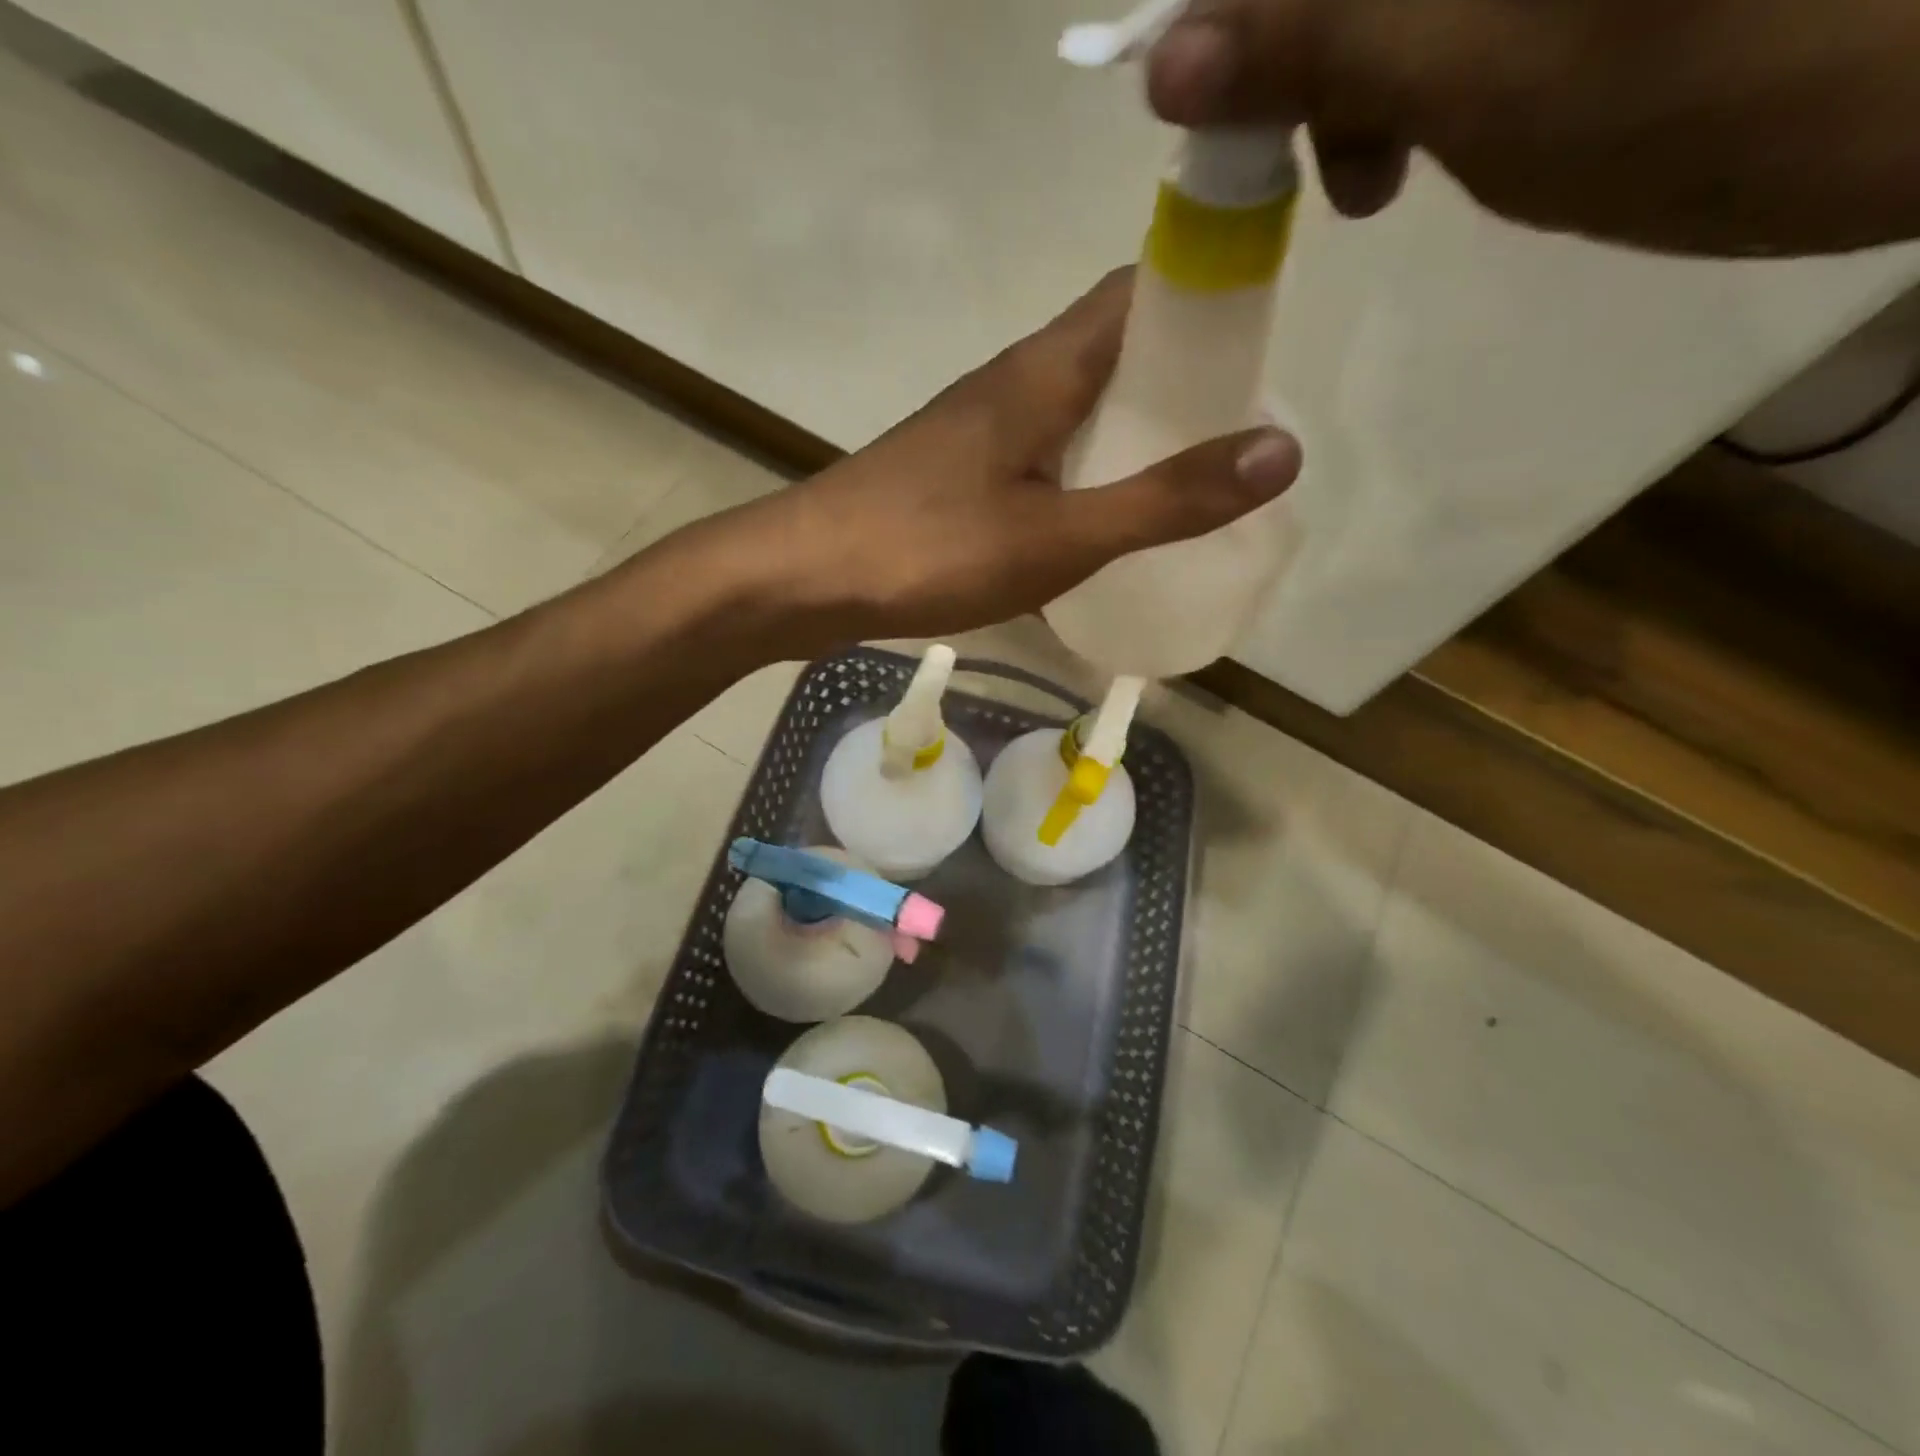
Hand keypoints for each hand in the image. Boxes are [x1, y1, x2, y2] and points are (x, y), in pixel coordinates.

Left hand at [674, 269, 1300, 655]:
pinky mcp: (957, 474)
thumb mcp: (1059, 535)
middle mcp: (1013, 383)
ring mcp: (979, 430)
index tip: (1260, 359)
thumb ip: (1163, 499)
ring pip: (1075, 410)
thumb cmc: (931, 549)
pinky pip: (1040, 456)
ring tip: (1184, 486)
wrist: (807, 578)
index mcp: (1044, 370)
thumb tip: (1281, 451)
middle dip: (1178, 387)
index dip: (1207, 307)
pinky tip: (1098, 524)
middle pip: (1115, 354)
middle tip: (1234, 444)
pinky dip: (1081, 477)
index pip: (1143, 293)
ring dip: (1129, 437)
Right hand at [1147, 0, 1919, 254]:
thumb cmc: (1744, 83)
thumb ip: (1319, 49)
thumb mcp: (1490, 80)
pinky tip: (1433, 121)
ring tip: (1376, 174)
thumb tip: (1164, 61)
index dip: (1234, 16)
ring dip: (1354, 68)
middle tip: (1323, 166)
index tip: (1215, 108)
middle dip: (1303, 51)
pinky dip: (1408, 59)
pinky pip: (1436, 12)